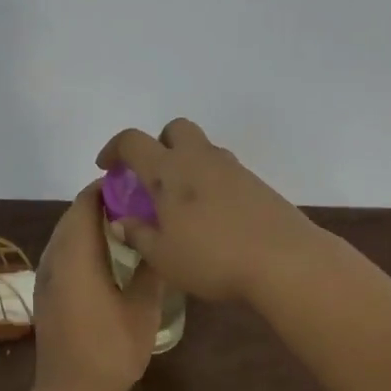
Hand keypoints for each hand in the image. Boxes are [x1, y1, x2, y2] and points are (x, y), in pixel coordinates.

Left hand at [31, 183, 162, 390]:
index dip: (108, 188)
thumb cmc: (110, 349)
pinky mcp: (46, 292)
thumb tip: (160, 240)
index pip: (86, 203)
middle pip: (73, 215)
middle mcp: (55, 257)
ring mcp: (46, 276)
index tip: (137, 185)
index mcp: (76, 254)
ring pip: (65, 234)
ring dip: (90, 224)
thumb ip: (151, 270)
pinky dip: (81, 243)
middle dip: (101, 203)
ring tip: (126, 225)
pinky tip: (107, 257)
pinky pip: (62, 252)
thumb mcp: (143, 308)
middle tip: (137, 203)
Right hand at [96, 119, 319, 303]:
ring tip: (182, 203)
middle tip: (152, 178)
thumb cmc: (213, 258)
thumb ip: (139, 235)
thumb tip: (122, 222)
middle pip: (175, 129)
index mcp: (168, 171)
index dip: (114, 149)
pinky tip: (212, 216)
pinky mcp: (256, 183)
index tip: (107, 168)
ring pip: (202, 148)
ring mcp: (232, 168)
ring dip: (186, 163)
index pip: (133, 141)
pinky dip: (210, 181)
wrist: (284, 260)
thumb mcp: (164, 257)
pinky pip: (224, 170)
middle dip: (159, 144)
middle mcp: (199, 159)